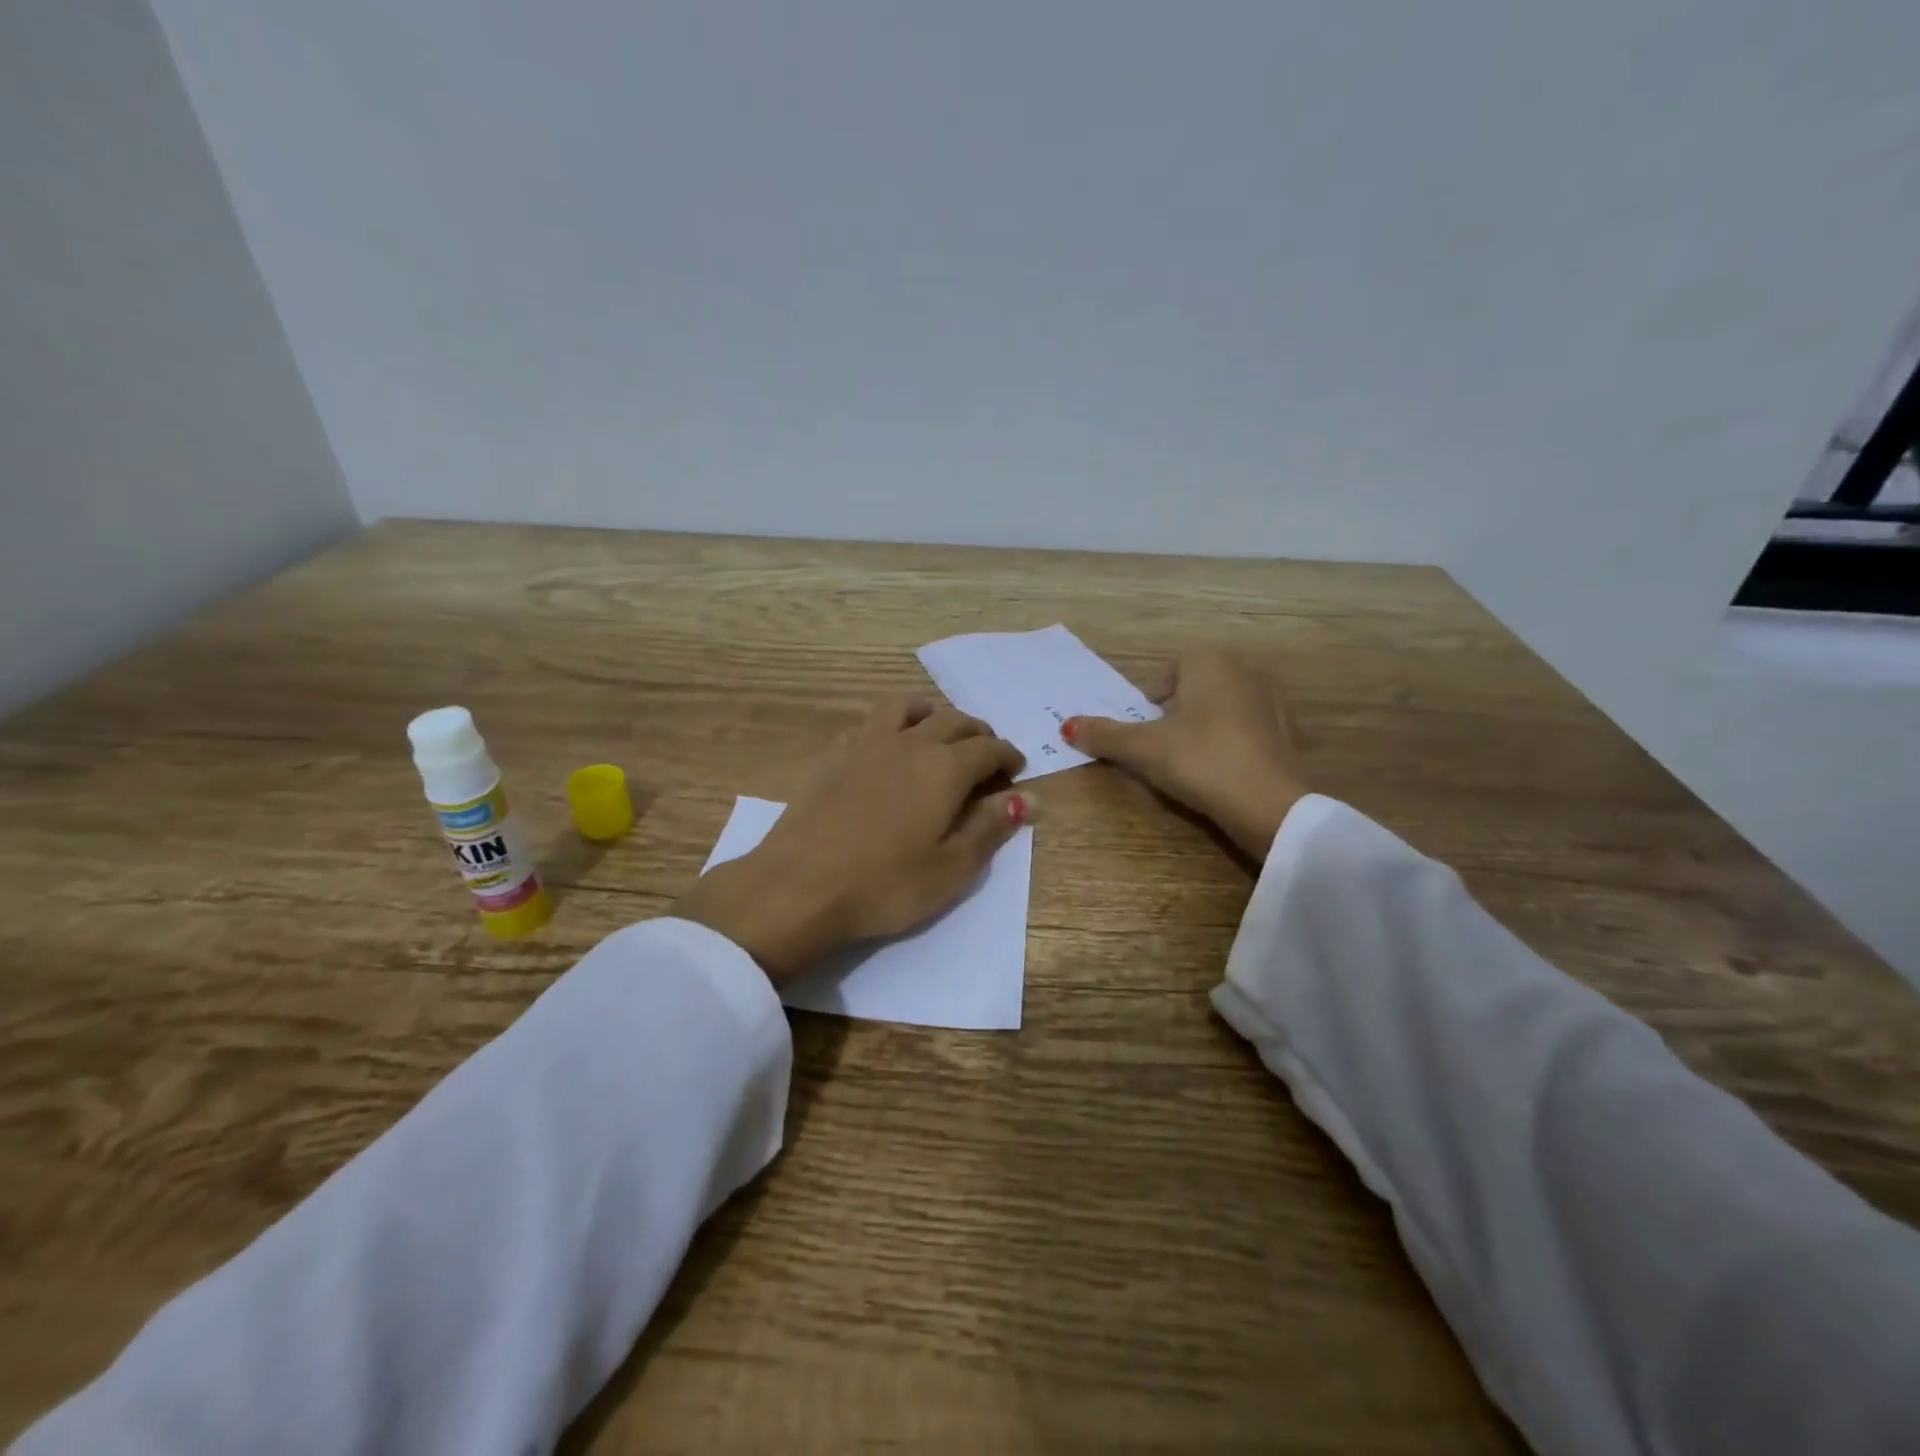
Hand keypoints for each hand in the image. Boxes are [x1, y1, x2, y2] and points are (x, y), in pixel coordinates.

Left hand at [676, 701, 1031, 984]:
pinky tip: (886, 746)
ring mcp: (866, 743)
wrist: (798, 886)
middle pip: (953, 720)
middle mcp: (909, 743)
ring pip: (907, 706)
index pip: (989, 748)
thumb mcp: (950, 869)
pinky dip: (891, 724)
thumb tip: (1028, 799)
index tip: (1017, 771)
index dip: (1008, 757)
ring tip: (938, 732)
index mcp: (944, 768)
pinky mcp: (833, 754)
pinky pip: (870, 722)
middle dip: (978, 733)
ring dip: (932, 713)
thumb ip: (990, 828)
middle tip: (986, 753)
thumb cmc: (884, 886)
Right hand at [1064, 648, 1307, 860]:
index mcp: (1209, 661)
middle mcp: (1245, 668)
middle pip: (1197, 686)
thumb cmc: (1199, 760)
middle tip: (1163, 745)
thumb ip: (1104, 735)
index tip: (1145, 729)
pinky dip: (1233, 742)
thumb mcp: (1143, 749)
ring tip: (1192, 760)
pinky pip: (1248, 728)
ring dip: (1205, 726)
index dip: (1152, 700)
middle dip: (1178, 711)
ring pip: (1224, 706)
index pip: (1169, 670)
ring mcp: (1273, 698)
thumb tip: (1066, 726)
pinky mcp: (1289, 731)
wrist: (1268, 803)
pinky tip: (1224, 770)